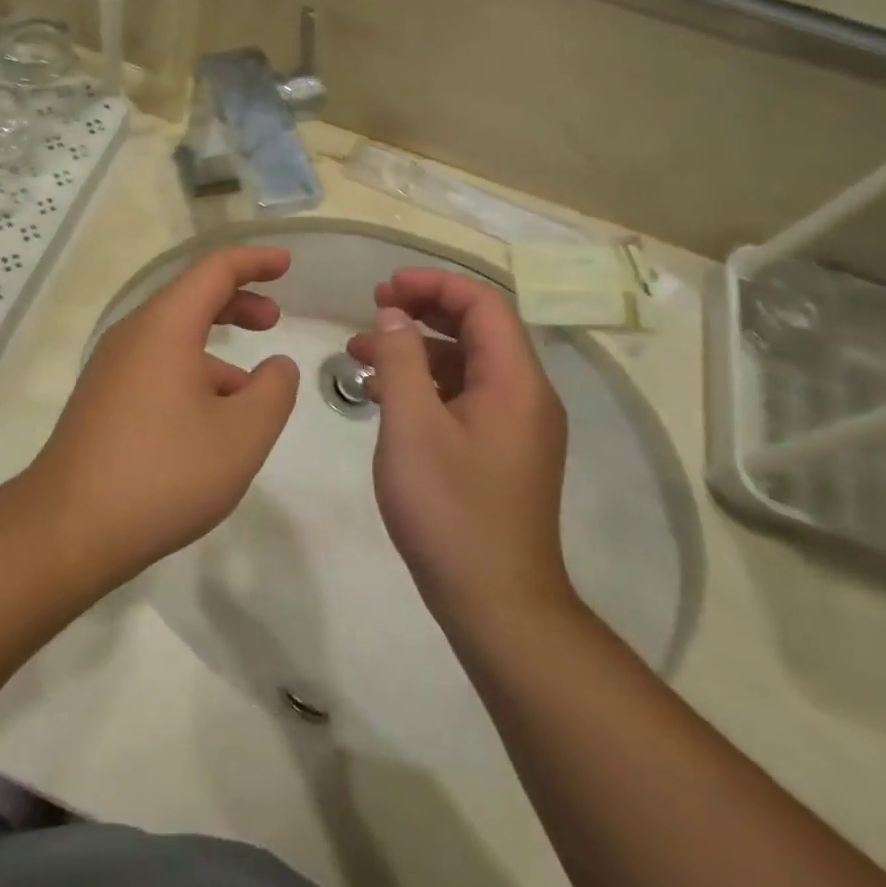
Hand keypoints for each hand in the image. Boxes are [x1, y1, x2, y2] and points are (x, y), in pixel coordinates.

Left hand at [28, 246, 299, 585]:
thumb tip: (276, 366)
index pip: (213, 270)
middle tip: (273, 318)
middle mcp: (132, 335)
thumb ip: (272, 391)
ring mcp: (111, 368)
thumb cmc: (164, 472)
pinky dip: (192, 374)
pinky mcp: (102, 399)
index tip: (287, 263)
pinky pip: (155, 366)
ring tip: (253, 390)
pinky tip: (211, 422)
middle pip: (189, 298)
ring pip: (172, 337)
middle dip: (236, 301)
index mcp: (164, 325)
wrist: (71, 525)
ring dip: (216, 348)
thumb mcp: (241, 435)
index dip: (254, 261)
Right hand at [347, 270, 570, 637]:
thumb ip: (400, 360)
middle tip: (373, 309)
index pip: (484, 305)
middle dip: (424, 310)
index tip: (384, 289)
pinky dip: (424, 383)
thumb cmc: (450, 509)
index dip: (434, 285)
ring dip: (416, 349)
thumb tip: (393, 314)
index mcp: (515, 382)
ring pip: (465, 363)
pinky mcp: (499, 451)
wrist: (495, 602)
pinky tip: (382, 395)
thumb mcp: (411, 426)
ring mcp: (514, 426)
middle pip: (478, 329)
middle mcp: (525, 396)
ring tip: (360, 352)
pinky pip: (462, 396)